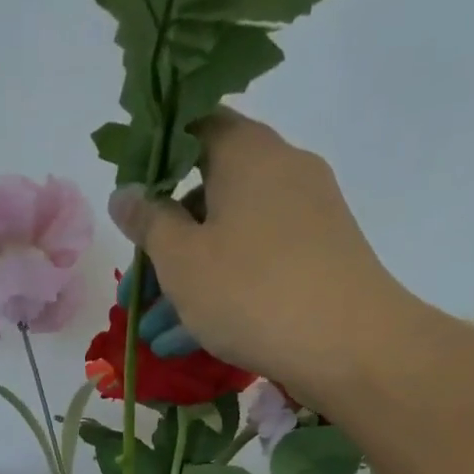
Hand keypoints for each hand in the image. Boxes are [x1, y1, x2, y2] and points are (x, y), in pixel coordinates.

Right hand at [107, 111, 415, 410]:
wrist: (348, 346)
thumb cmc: (251, 291)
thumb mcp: (181, 260)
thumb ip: (147, 223)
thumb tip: (124, 193)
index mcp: (247, 153)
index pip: (195, 127)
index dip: (156, 160)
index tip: (130, 204)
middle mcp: (282, 172)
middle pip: (207, 196)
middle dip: (164, 246)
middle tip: (135, 292)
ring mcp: (306, 218)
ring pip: (229, 241)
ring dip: (187, 284)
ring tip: (154, 334)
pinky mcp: (319, 260)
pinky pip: (257, 267)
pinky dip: (222, 295)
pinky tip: (191, 340)